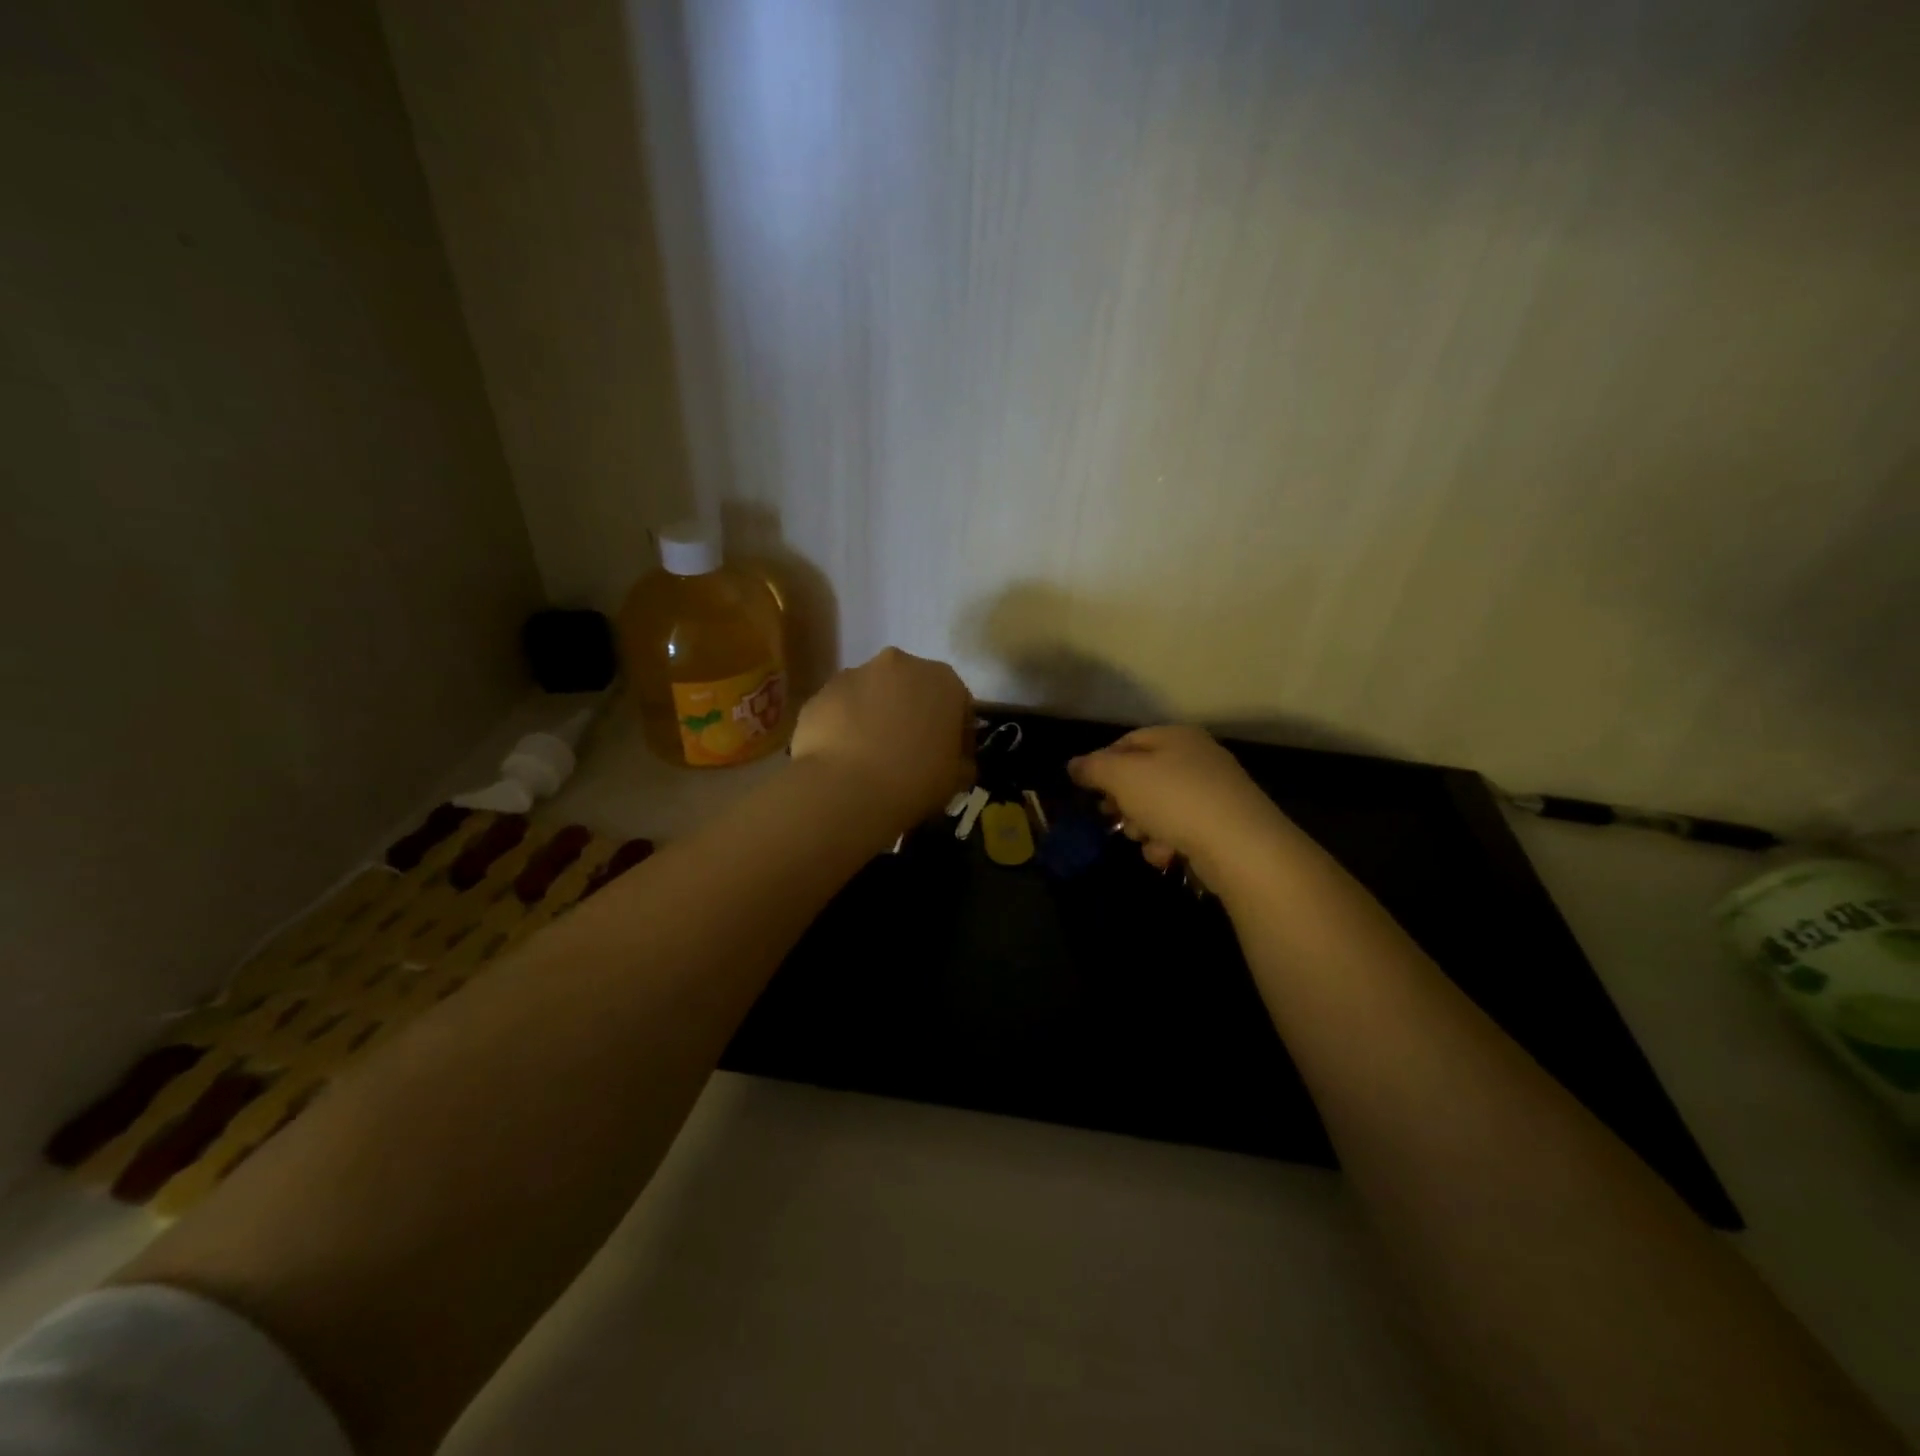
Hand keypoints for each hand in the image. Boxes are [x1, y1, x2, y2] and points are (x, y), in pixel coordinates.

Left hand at [790, 648, 973, 828]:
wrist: (846, 789)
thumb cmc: (915, 780)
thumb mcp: (957, 779)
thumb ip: (962, 761)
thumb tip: (955, 760)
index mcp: (944, 680)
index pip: (958, 704)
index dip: (956, 734)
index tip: (949, 760)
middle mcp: (900, 664)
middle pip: (912, 689)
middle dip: (912, 714)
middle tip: (908, 753)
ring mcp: (855, 674)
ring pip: (873, 694)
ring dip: (876, 716)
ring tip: (870, 756)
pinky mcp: (821, 692)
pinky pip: (841, 709)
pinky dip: (844, 726)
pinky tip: (843, 757)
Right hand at [1068, 725, 1297, 885]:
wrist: (1240, 846)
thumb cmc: (1174, 799)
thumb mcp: (1122, 776)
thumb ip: (1093, 768)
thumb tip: (1073, 765)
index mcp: (1176, 737)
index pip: (1128, 741)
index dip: (1102, 763)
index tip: (1089, 790)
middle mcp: (1198, 758)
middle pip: (1144, 777)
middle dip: (1124, 801)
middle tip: (1112, 817)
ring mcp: (1214, 793)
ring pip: (1160, 808)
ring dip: (1144, 828)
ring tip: (1146, 840)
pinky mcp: (1224, 826)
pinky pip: (1182, 830)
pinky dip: (1169, 843)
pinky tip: (1167, 855)